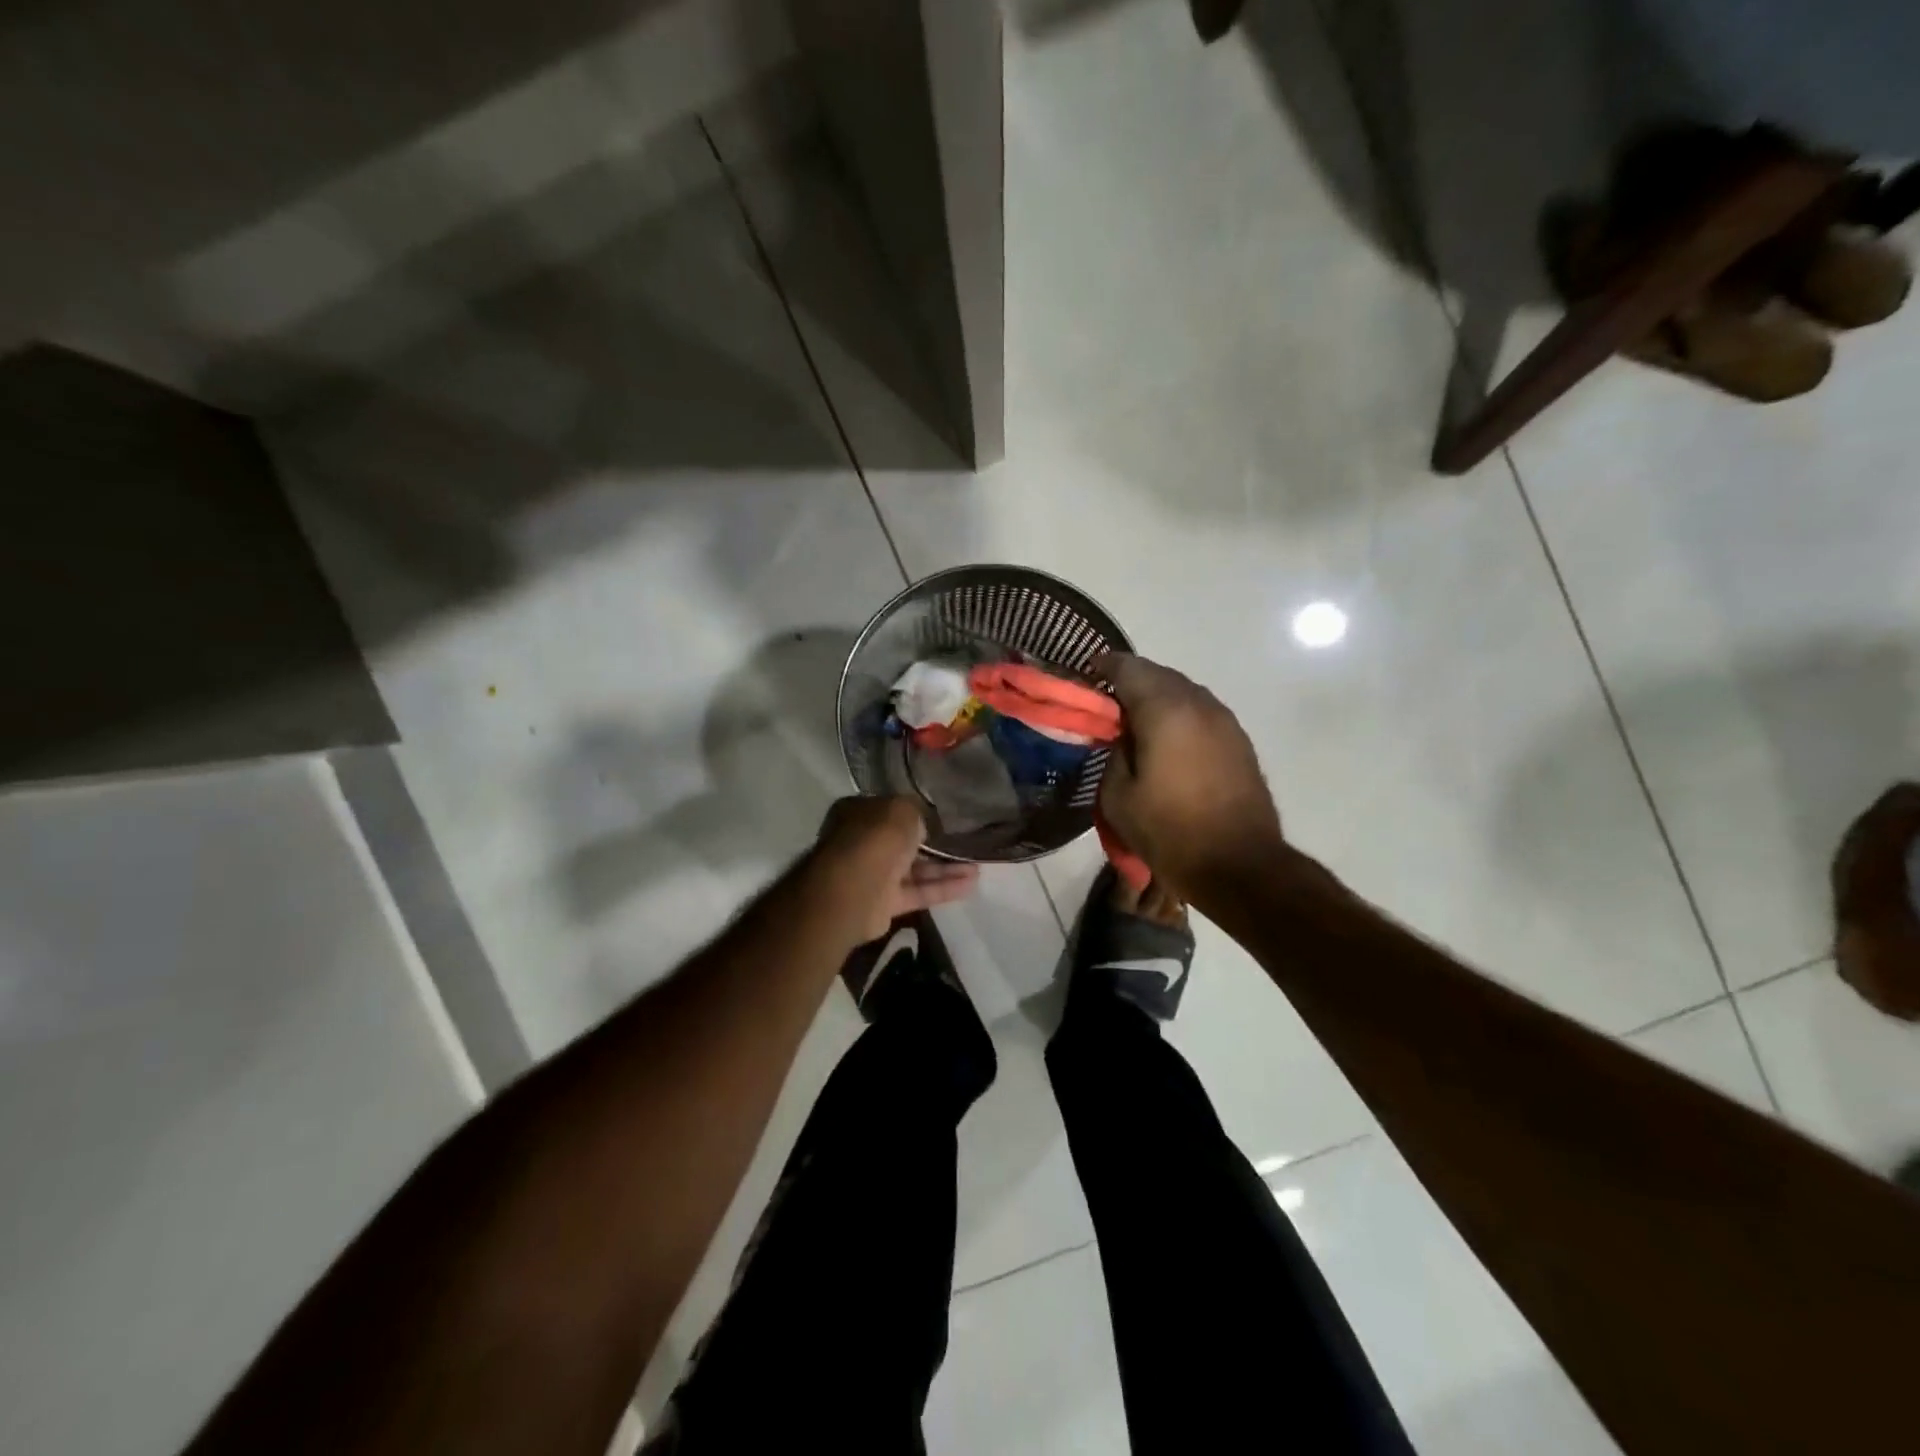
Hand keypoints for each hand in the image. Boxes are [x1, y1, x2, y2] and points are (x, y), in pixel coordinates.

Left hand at [812, 796, 980, 942]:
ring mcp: (872, 873)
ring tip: (977, 865)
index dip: (915, 811)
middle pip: (902, 841)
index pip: (889, 809)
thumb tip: (922, 823)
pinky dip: (943, 888)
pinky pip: (918, 891)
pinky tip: (971, 884)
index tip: (942, 815)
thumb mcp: (902, 809)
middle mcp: (862, 841)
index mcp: (858, 812)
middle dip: (933, 843)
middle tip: (964, 841)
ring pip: (914, 868)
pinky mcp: (884, 902)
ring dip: (945, 867)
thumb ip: (916, 812)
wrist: (854, 889)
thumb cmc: (876, 838)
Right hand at [1093, 652, 1283, 897]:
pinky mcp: (1239, 741)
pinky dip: (1179, 715)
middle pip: (1159, 674)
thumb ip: (1114, 754)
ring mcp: (1225, 721)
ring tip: (1136, 722)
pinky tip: (1167, 741)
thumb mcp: (1118, 797)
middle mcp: (1199, 704)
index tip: (1086, 674)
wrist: (1241, 866)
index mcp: (1165, 710)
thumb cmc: (1171, 832)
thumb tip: (1122, 737)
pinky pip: (1201, 712)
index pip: (1129, 668)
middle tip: (1107, 703)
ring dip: (1158, 698)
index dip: (1104, 666)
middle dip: (1131, 681)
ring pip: (1184, 692)